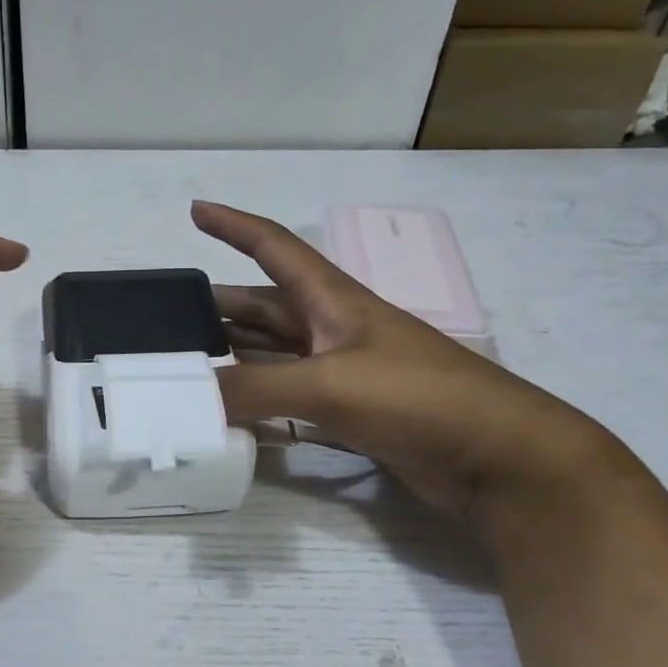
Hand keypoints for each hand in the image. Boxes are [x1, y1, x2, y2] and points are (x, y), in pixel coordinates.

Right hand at [193, 201, 614, 523]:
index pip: (275, 247)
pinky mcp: (351, 412)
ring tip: (191, 362)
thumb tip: (185, 401)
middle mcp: (335, 329)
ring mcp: (344, 372)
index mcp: (334, 301)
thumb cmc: (416, 397)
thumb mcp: (328, 384)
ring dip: (237, 353)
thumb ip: (253, 389)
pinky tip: (233, 409)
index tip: (196, 210)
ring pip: (276, 353)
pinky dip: (259, 398)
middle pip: (268, 306)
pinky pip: (290, 396)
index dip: (234, 226)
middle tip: (172, 318)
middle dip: (223, 305)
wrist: (495, 455)